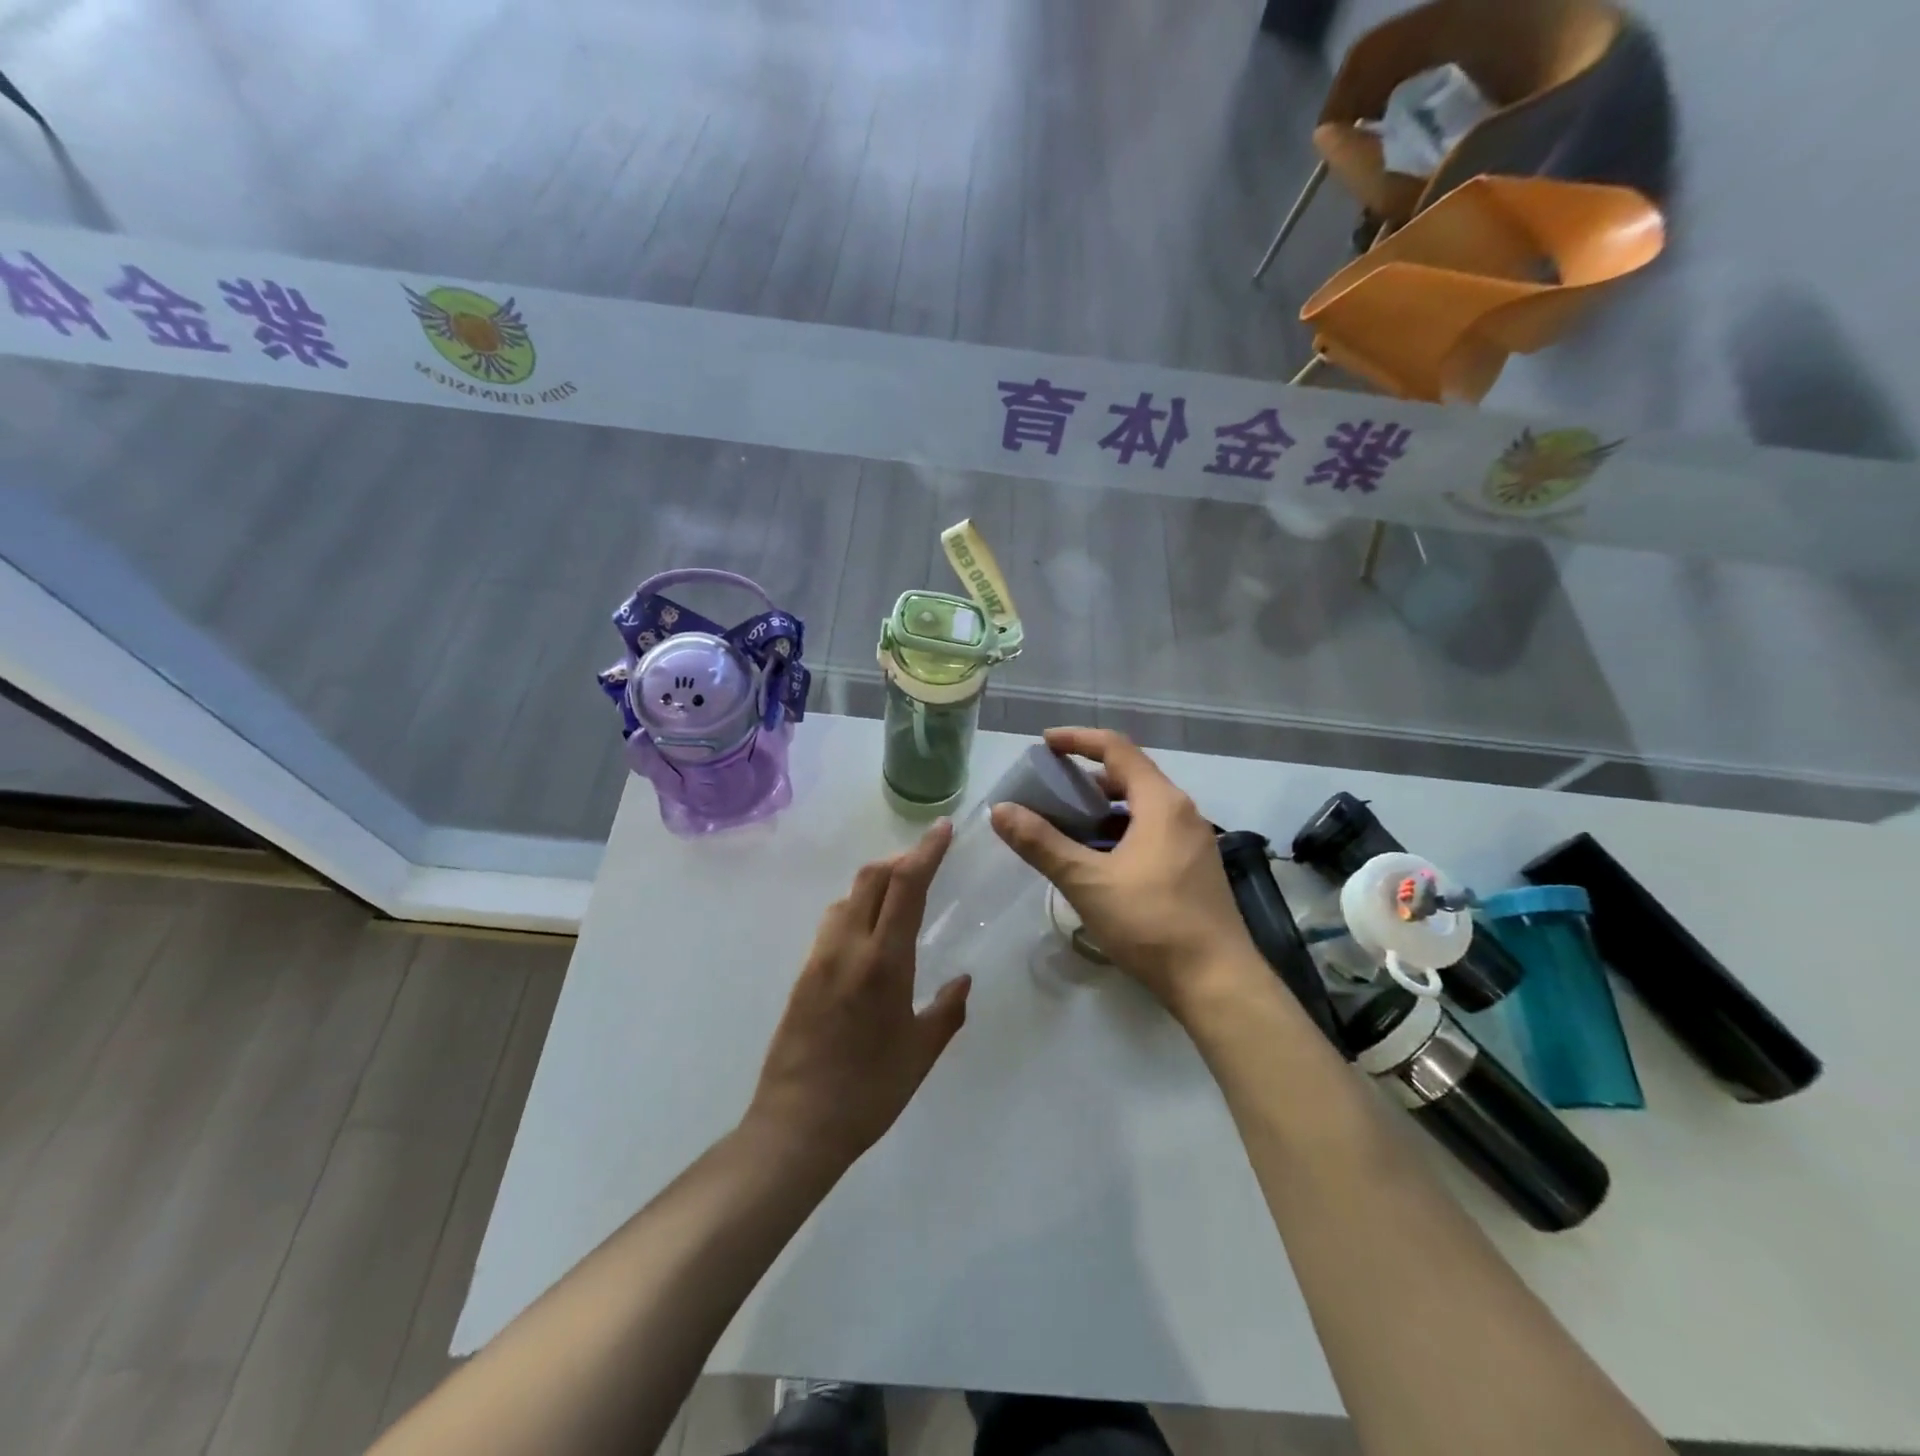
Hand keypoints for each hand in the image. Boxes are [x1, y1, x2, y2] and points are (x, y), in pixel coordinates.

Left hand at [745, 822, 971, 1168]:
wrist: (797, 1124)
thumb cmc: (870, 1091)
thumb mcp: (921, 1052)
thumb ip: (947, 1009)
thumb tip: (962, 979)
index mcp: (884, 961)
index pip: (906, 886)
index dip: (926, 851)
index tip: (944, 829)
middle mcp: (848, 947)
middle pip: (871, 877)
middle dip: (901, 860)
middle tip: (927, 864)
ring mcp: (819, 957)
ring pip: (848, 896)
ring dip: (876, 883)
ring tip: (901, 897)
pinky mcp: (803, 973)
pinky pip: (833, 922)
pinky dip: (857, 908)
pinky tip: (871, 933)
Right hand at [991, 728, 1263, 1019]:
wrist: (1217, 982)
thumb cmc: (1151, 923)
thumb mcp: (1088, 882)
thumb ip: (1042, 844)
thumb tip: (1001, 810)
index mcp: (1162, 803)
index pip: (1117, 749)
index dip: (1078, 739)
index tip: (1045, 743)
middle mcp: (1183, 812)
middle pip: (1131, 776)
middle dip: (1088, 776)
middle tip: (1050, 788)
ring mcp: (1194, 842)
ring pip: (1143, 807)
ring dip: (1104, 807)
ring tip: (1068, 823)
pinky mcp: (1195, 869)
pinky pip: (1153, 832)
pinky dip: (1121, 832)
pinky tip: (1099, 860)